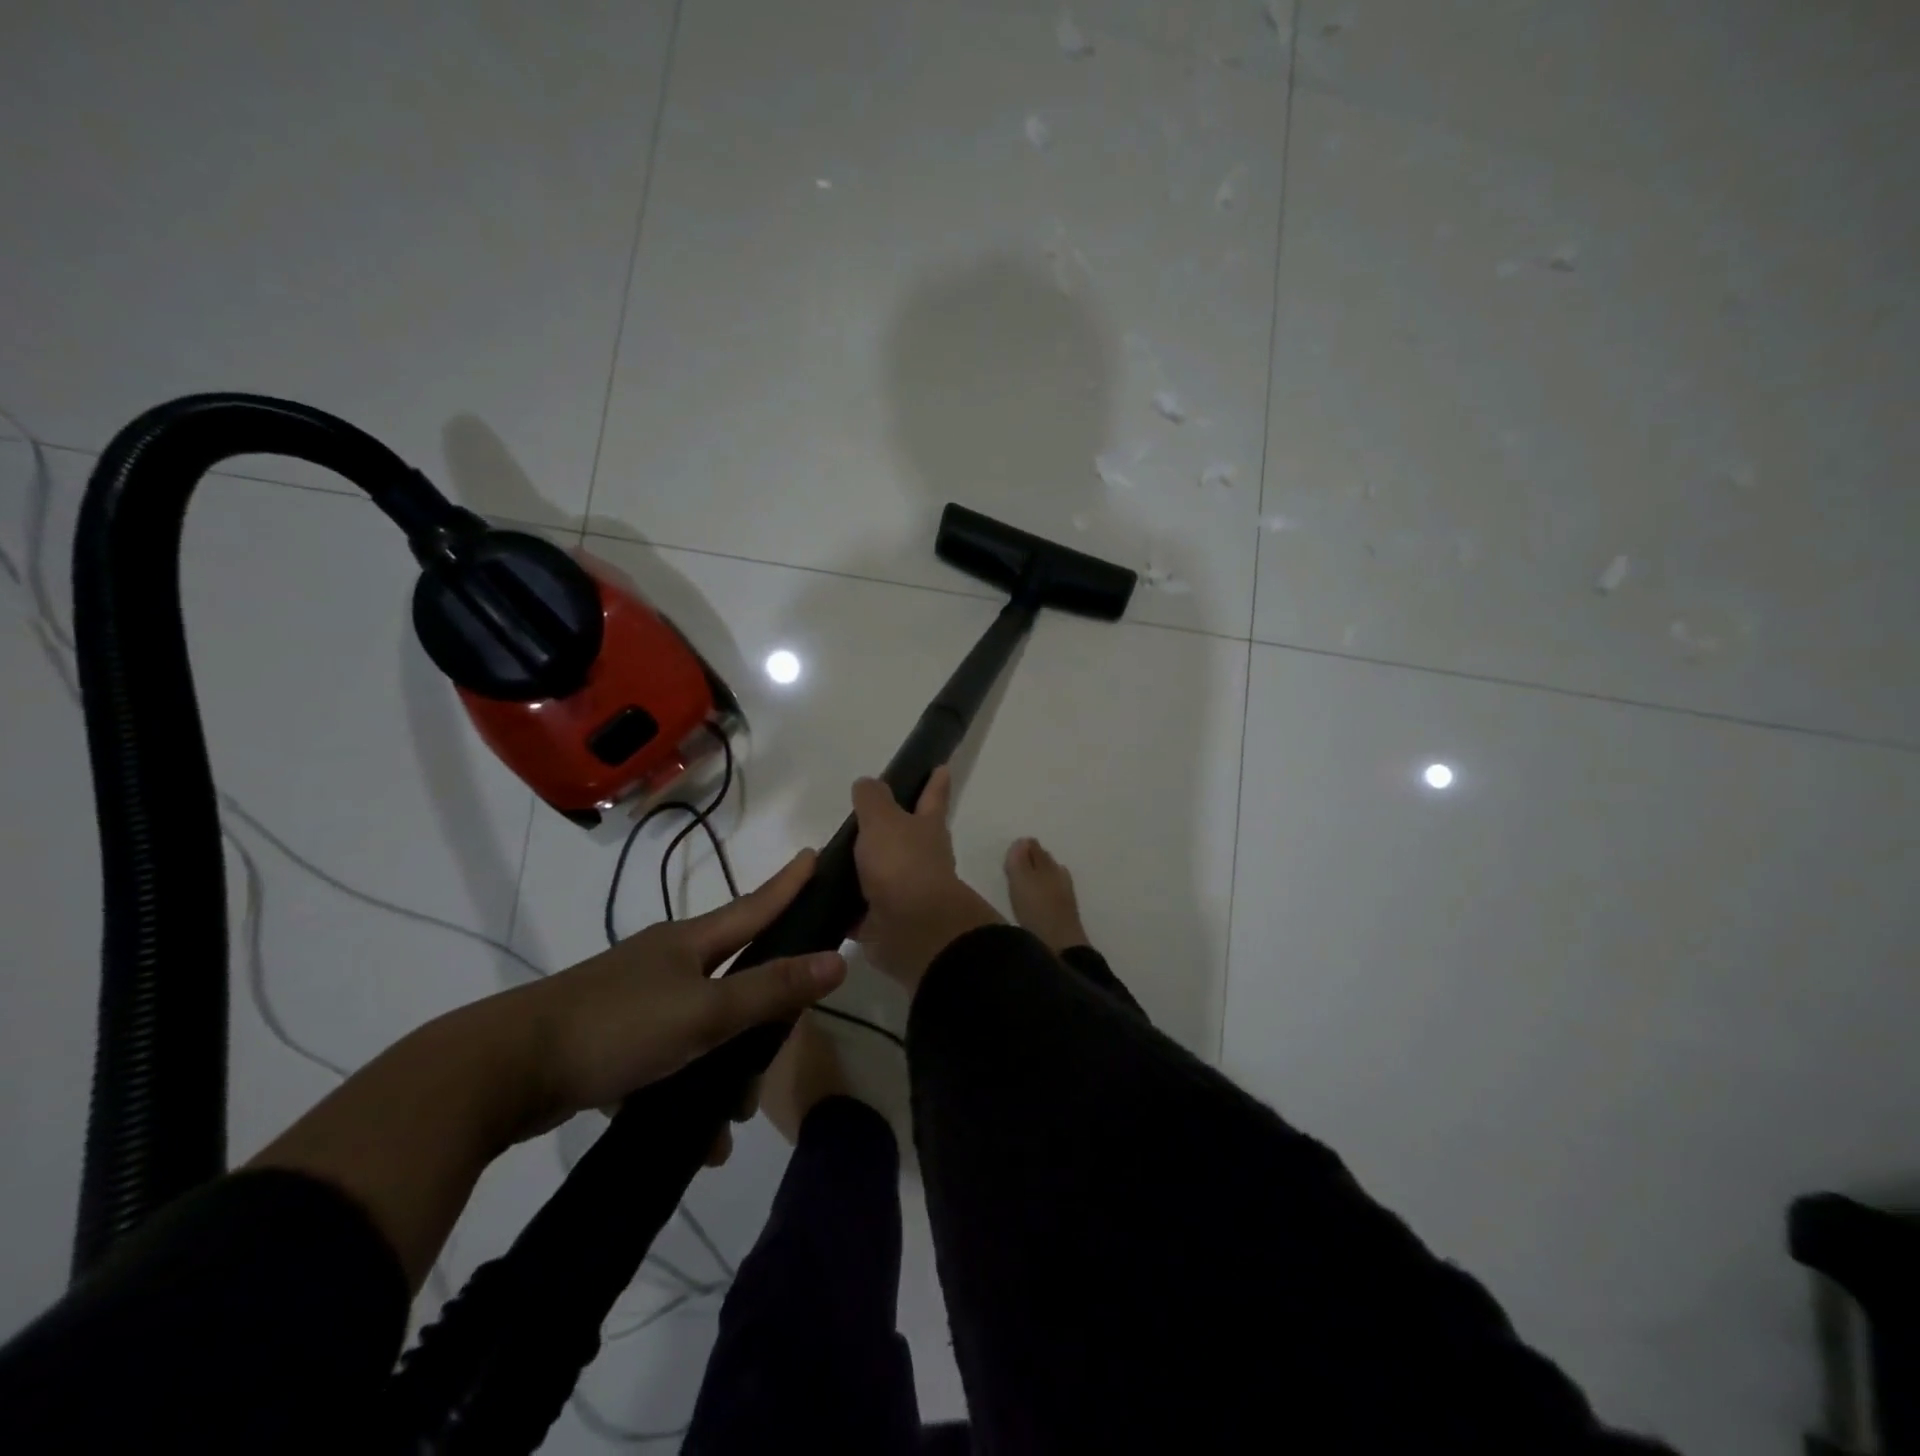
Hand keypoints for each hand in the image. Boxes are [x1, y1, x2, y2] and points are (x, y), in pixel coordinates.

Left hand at [511, 850, 846, 1156]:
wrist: (501, 1072)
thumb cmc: (616, 1027)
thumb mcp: (704, 1012)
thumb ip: (771, 989)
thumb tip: (838, 960)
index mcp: (689, 943)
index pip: (754, 906)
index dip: (788, 885)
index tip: (814, 857)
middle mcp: (665, 962)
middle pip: (734, 976)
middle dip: (762, 1014)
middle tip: (778, 1049)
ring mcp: (635, 999)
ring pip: (702, 1026)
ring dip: (724, 1070)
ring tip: (730, 1122)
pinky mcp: (610, 1039)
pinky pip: (668, 1059)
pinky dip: (686, 1091)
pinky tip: (695, 1140)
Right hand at [851, 767, 999, 988]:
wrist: (912, 930)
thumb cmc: (902, 864)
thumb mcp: (883, 820)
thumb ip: (873, 800)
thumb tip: (868, 783)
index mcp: (927, 829)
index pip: (932, 797)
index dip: (935, 781)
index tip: (941, 767)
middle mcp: (921, 859)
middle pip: (907, 837)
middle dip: (893, 828)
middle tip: (865, 818)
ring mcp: (904, 892)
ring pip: (882, 874)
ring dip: (864, 869)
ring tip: (832, 860)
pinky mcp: (884, 922)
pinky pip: (860, 910)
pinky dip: (846, 907)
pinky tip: (822, 900)